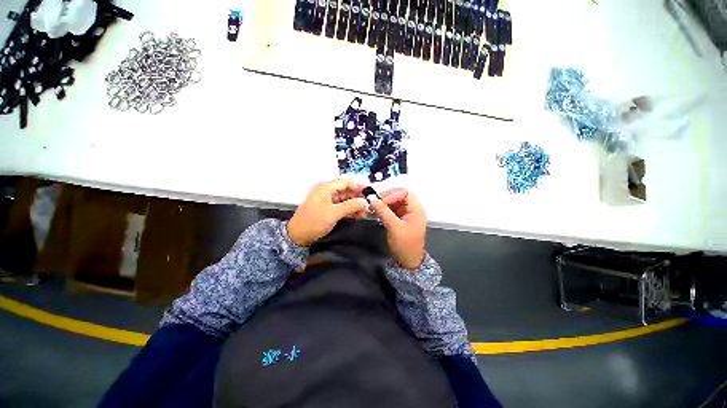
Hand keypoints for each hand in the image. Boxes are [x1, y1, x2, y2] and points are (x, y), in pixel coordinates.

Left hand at [287, 179, 367, 246]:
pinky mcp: (326, 207)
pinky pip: (340, 204)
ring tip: (363, 212)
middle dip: (357, 196)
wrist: (297, 236)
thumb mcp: (334, 213)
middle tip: (368, 204)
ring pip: (344, 198)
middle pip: (346, 189)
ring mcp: (325, 199)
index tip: (370, 191)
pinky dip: (348, 208)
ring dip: (354, 203)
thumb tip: (364, 202)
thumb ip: (350, 206)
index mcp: (325, 187)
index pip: (346, 182)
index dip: (359, 185)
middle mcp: (325, 190)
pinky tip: (356, 214)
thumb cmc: (313, 222)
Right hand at [369, 188, 426, 269]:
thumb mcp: (394, 227)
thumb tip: (372, 199)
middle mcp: (413, 208)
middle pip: (399, 195)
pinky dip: (384, 209)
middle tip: (374, 203)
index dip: (392, 194)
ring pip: (394, 201)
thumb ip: (384, 211)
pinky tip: (377, 212)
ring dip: (384, 203)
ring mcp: (407, 213)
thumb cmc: (405, 244)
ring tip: (374, 208)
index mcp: (416, 209)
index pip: (404, 192)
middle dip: (386, 198)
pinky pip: (392, 208)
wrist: (408, 261)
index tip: (379, 201)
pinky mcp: (401, 218)